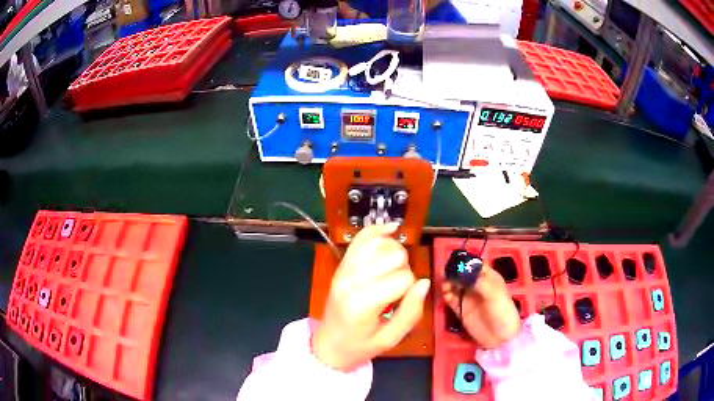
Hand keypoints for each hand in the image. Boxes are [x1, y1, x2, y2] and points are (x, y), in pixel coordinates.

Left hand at [313, 224, 430, 371]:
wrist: (328, 345)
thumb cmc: (360, 346)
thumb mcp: (391, 339)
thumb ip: (411, 312)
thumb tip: (425, 282)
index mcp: (363, 302)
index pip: (403, 278)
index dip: (411, 289)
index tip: (402, 302)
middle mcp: (352, 280)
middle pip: (394, 255)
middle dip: (404, 269)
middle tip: (396, 290)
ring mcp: (344, 269)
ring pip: (380, 243)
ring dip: (394, 252)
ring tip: (392, 270)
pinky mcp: (341, 264)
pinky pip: (361, 238)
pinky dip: (377, 230)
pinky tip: (391, 229)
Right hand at [442, 264, 521, 348]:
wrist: (500, 337)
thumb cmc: (502, 312)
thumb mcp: (495, 295)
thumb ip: (480, 282)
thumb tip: (463, 271)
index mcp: (488, 277)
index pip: (474, 264)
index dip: (464, 262)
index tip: (453, 263)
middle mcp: (476, 285)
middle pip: (461, 274)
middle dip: (453, 273)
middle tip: (446, 277)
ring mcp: (468, 297)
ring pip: (454, 285)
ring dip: (448, 284)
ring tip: (445, 288)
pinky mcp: (461, 309)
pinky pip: (451, 299)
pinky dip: (446, 296)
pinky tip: (446, 297)